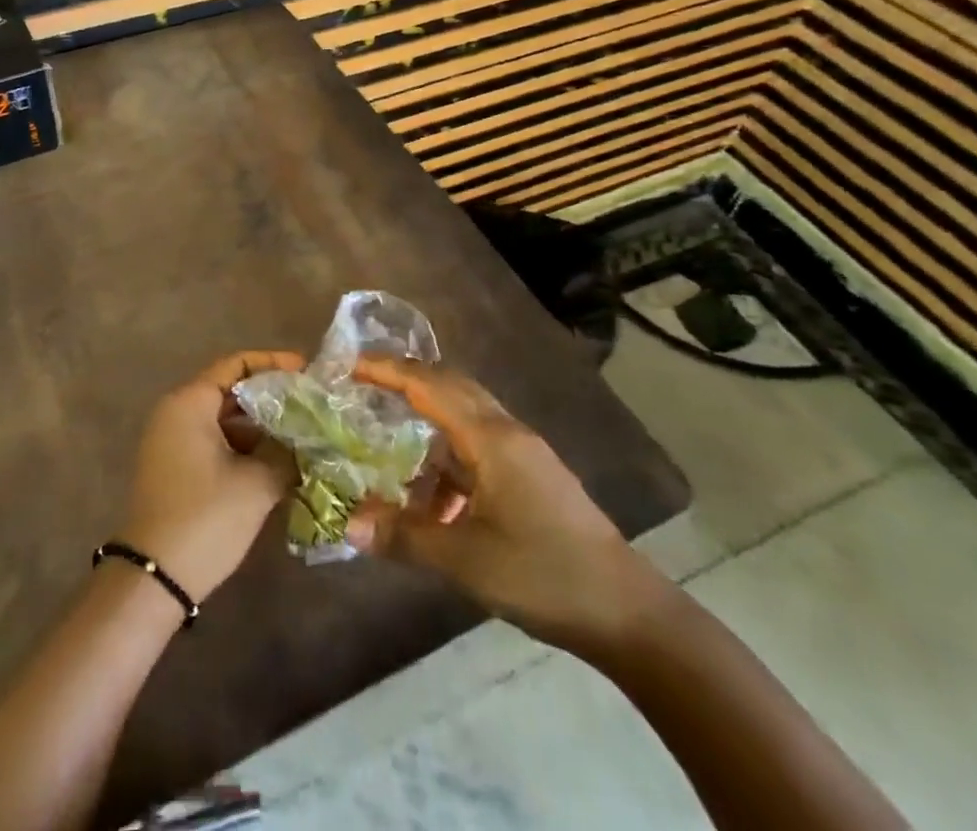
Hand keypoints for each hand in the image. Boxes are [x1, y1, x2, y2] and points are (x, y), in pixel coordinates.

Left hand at [120, 351, 306, 602]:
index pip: (236, 364)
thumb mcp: (255, 484)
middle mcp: (177, 412)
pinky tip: (278, 462)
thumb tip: (307, 440)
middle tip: (311, 406)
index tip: (307, 372)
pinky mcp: (175, 467)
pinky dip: (244, 447)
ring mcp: (172, 440)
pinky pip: (215, 441)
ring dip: (260, 427)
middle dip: (271, 398)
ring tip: (302, 434)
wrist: (154, 578)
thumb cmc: (205, 518)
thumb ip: (285, 453)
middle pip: (230, 390)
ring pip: (224, 419)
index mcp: (190, 402)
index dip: (273, 364)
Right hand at [345, 359, 669, 655]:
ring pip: (467, 416)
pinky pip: (480, 446)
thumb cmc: (543, 574)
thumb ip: (404, 536)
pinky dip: (450, 455)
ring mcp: (525, 454)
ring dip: (429, 419)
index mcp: (491, 438)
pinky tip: (435, 495)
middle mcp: (508, 432)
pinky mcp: (534, 477)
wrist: (628, 612)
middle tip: (364, 385)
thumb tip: (348, 523)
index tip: (350, 365)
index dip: (388, 370)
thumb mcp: (465, 560)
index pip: (430, 386)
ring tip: (390, 438)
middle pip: (451, 386)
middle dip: (407, 380)